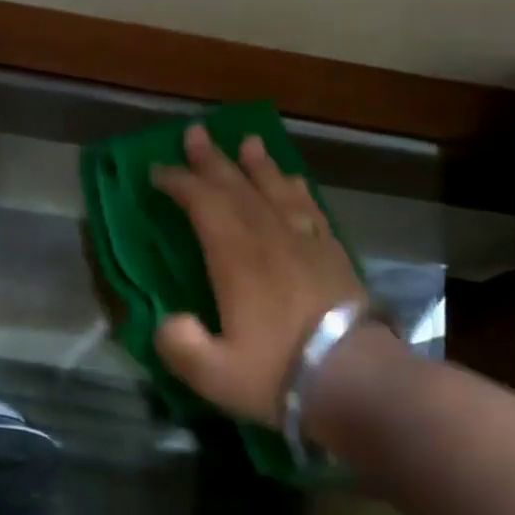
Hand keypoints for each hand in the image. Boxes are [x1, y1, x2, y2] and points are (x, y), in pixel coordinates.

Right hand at [150, 124, 366, 425]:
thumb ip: (180, 344)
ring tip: (249, 142)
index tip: (157, 171)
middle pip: (238, 188)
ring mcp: (306, 244)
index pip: (204, 205)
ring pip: (277, 191)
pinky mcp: (333, 256)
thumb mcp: (212, 373)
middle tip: (195, 134)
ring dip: (259, 166)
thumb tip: (169, 322)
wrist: (356, 381)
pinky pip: (311, 210)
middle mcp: (270, 239)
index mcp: (237, 259)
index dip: (179, 183)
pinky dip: (297, 190)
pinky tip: (294, 182)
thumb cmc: (278, 374)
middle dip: (213, 161)